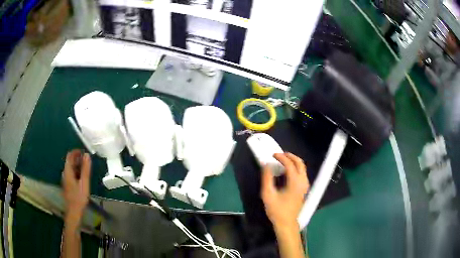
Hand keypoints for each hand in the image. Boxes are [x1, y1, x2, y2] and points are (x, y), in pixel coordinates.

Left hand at [62, 149, 91, 224]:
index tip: (84, 152)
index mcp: (67, 171)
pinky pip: (71, 174)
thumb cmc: (79, 197)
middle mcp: (65, 173)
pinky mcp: (68, 185)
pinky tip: (83, 178)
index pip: (70, 156)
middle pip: (70, 162)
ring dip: (78, 165)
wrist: (74, 212)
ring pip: (71, 168)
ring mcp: (66, 180)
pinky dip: (77, 172)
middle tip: (87, 161)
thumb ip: (85, 169)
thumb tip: (87, 155)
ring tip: (87, 168)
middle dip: (78, 159)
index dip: (76, 152)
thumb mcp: (84, 183)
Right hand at [261, 153, 308, 230]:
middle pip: (300, 163)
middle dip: (291, 156)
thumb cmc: (277, 210)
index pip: (290, 164)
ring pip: (303, 168)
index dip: (281, 157)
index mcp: (295, 182)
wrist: (286, 223)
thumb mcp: (268, 194)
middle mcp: (302, 182)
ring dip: (294, 161)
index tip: (272, 155)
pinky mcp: (304, 189)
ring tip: (283, 160)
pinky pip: (302, 173)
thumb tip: (266, 164)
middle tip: (280, 154)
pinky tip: (288, 171)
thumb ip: (266, 178)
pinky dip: (296, 168)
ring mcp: (305, 186)